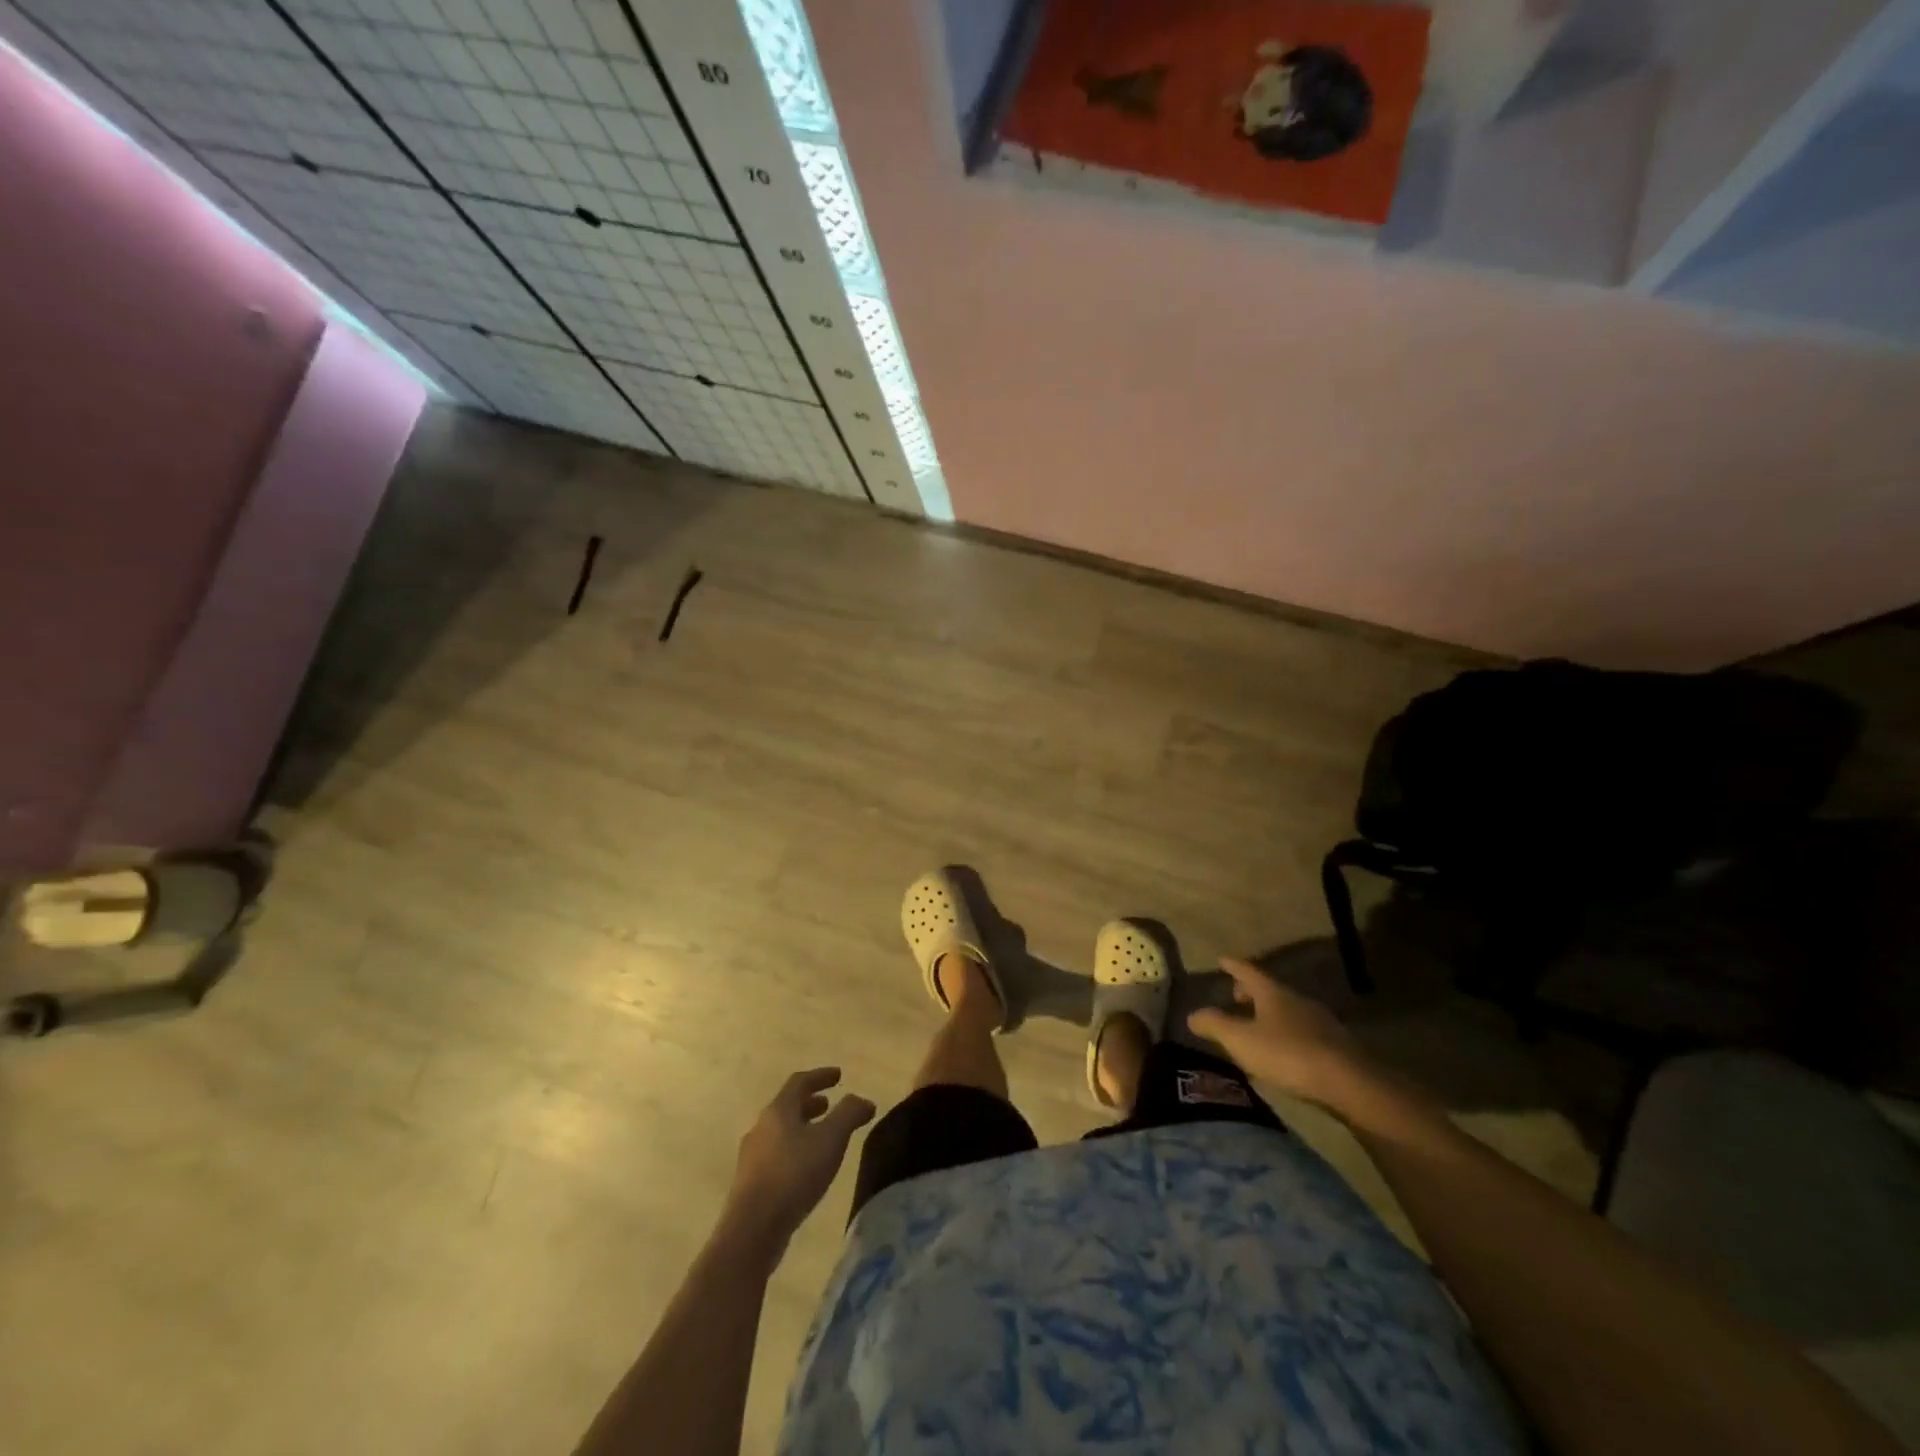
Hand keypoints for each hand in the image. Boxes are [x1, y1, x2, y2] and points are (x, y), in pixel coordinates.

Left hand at [723, 1068, 874, 1257]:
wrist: (752, 1230)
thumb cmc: (794, 1175)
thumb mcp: (830, 1139)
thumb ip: (849, 1114)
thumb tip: (864, 1100)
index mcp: (778, 1111)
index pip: (799, 1082)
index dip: (820, 1076)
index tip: (839, 1075)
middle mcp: (761, 1127)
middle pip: (787, 1107)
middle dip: (810, 1103)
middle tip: (829, 1105)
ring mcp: (752, 1157)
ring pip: (781, 1132)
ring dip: (802, 1128)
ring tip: (822, 1138)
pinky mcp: (750, 1184)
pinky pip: (776, 1155)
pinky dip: (794, 1150)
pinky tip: (806, 1169)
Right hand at [1189, 957, 1370, 1106]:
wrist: (1350, 1084)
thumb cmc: (1288, 1054)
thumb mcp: (1241, 1040)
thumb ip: (1215, 1025)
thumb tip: (1192, 1015)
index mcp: (1273, 993)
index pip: (1248, 971)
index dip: (1233, 965)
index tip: (1222, 959)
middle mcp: (1297, 1000)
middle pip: (1270, 989)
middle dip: (1251, 991)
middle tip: (1235, 996)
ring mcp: (1320, 1022)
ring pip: (1288, 1010)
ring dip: (1270, 1014)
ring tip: (1256, 1026)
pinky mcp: (1335, 1046)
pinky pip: (1302, 1031)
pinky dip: (1287, 1033)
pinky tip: (1283, 1051)